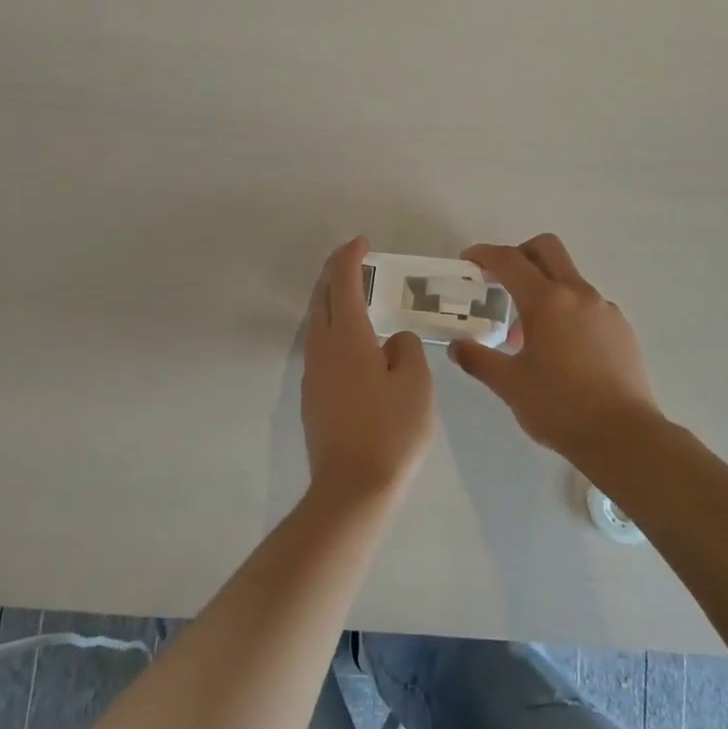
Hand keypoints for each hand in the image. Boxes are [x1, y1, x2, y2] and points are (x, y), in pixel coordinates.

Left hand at [302, 237, 435, 500]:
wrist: (353, 487)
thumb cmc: (391, 430)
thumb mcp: (415, 383)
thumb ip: (405, 349)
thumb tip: (391, 341)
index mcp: (347, 336)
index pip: (343, 282)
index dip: (350, 257)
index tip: (362, 241)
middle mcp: (322, 347)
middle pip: (322, 297)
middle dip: (336, 273)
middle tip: (356, 261)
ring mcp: (313, 373)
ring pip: (318, 322)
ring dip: (333, 301)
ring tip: (358, 296)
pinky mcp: (313, 395)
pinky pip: (321, 346)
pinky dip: (335, 328)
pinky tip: (355, 341)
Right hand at [450, 234, 662, 460]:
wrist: (623, 436)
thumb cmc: (559, 406)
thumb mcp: (509, 384)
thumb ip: (478, 359)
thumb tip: (457, 347)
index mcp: (547, 301)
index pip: (509, 260)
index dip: (484, 254)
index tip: (468, 260)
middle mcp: (578, 294)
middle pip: (547, 249)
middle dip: (520, 254)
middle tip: (501, 279)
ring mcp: (605, 309)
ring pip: (569, 279)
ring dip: (544, 289)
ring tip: (527, 333)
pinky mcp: (622, 329)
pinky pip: (588, 305)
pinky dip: (567, 311)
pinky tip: (560, 350)